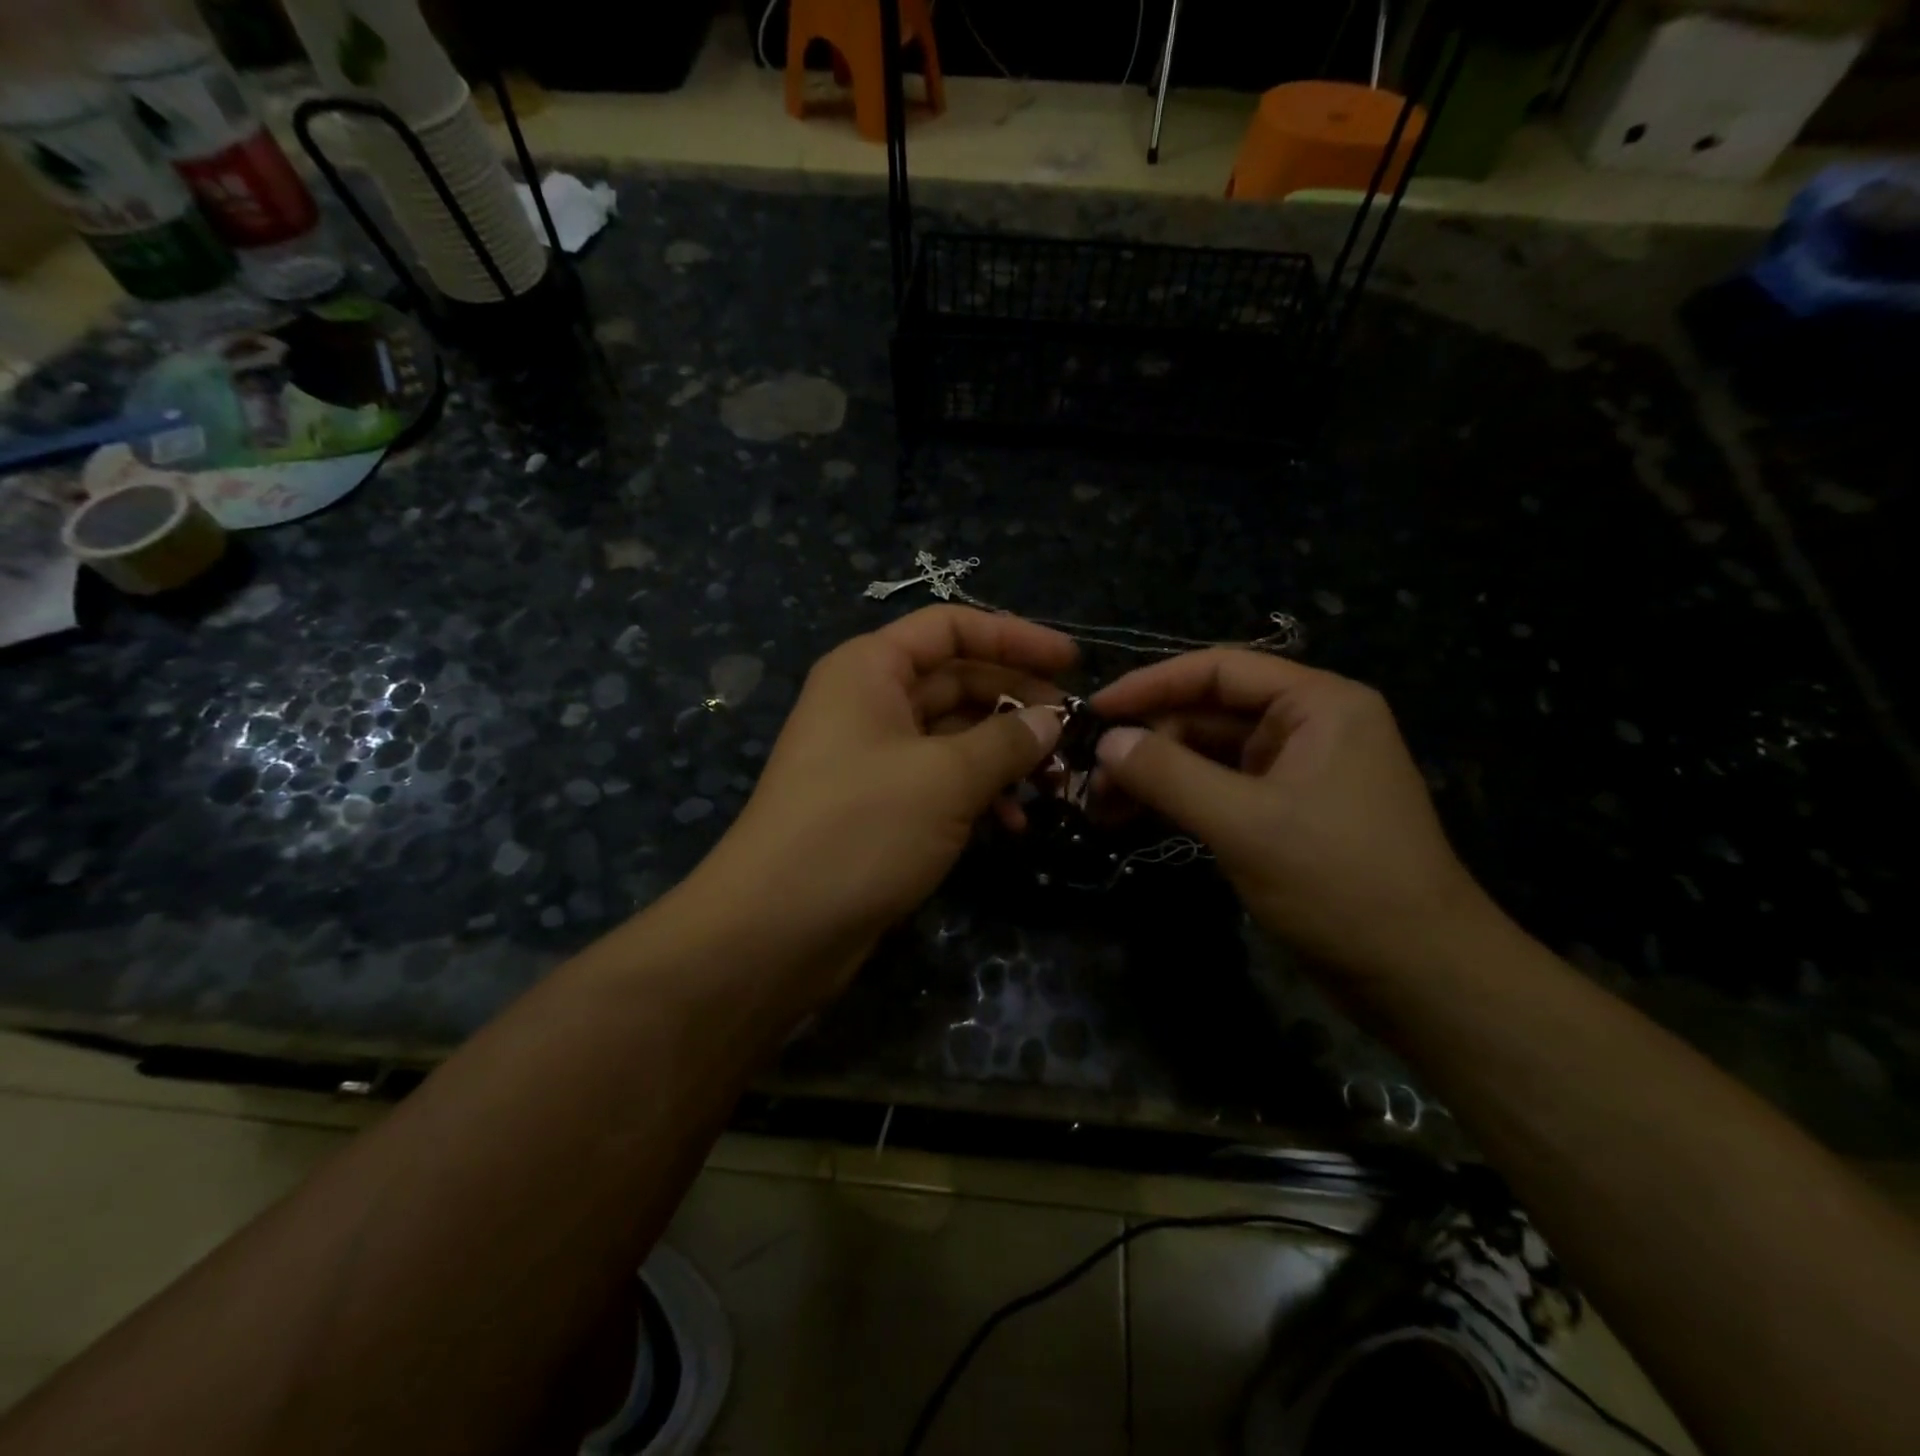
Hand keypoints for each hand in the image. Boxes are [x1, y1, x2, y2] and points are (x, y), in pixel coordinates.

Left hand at [695, 606, 1073, 1002]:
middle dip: (1018, 703)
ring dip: (1006, 755)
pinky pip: (941, 781)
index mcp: (871, 669)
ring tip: (1055, 785)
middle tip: (1073, 733)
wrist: (776, 930)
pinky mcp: (881, 806)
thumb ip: (1008, 741)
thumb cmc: (861, 829)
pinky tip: (1014, 824)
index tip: (1073, 662)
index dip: (1015, 636)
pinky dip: (979, 795)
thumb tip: (1052, 719)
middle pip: (958, 680)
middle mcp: (870, 702)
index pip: (951, 627)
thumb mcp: (946, 778)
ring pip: (955, 736)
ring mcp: (873, 756)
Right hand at [1090, 650, 1488, 977]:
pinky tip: (1134, 817)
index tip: (1094, 710)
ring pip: (1209, 753)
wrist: (1418, 975)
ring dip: (1157, 774)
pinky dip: (1179, 800)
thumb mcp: (1245, 824)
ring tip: (1102, 803)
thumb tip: (1106, 741)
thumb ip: (1169, 775)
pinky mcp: (1285, 813)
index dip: (1151, 684)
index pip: (1219, 669)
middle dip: (1149, 740)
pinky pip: (1220, 789)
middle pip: (1210, 712)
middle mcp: (1309, 726)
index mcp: (1318, 704)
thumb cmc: (1339, 883)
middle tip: (1091, 774)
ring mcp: (1297, 771)